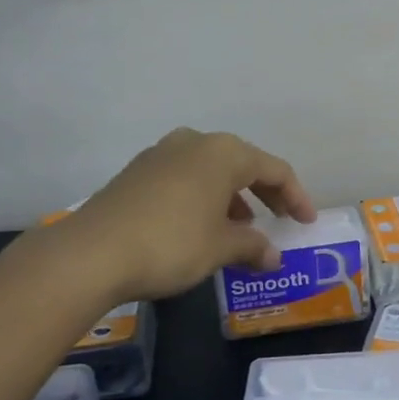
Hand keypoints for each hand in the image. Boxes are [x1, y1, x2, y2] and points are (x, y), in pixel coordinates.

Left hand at [51, 128, 316, 302]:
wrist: (92, 252)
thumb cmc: (172, 243)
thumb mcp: (220, 248)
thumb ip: (253, 247)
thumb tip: (273, 257)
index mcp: (224, 152)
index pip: (275, 169)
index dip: (296, 197)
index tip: (306, 223)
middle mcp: (195, 142)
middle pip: (243, 164)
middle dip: (265, 194)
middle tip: (281, 220)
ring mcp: (162, 153)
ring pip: (211, 171)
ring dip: (232, 197)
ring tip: (240, 229)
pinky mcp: (138, 171)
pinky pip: (185, 178)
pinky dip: (203, 198)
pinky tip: (201, 226)